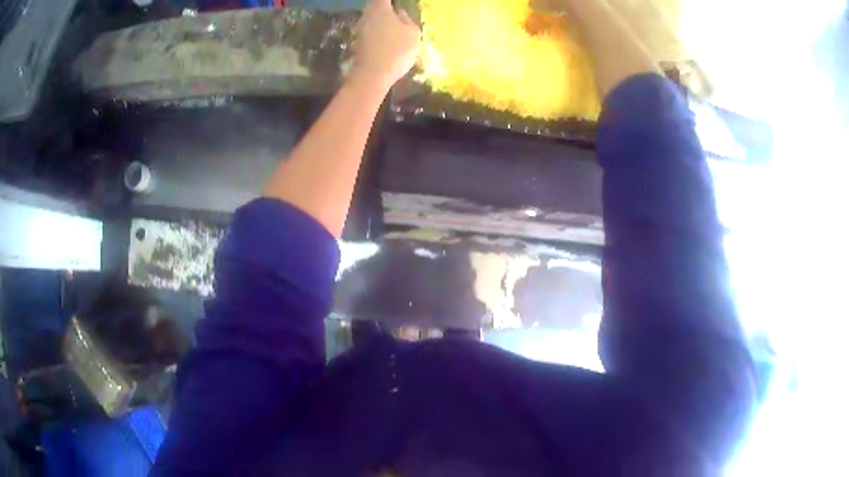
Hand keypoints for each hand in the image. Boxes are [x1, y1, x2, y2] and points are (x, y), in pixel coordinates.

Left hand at [350, 0, 420, 87]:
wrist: (372, 76)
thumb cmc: (396, 51)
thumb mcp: (413, 33)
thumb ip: (407, 20)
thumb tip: (400, 14)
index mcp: (380, 8)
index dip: (392, 0)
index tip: (398, 2)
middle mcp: (366, 15)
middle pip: (375, 5)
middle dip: (385, 7)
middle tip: (397, 11)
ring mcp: (359, 30)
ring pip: (371, 18)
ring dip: (381, 19)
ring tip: (394, 25)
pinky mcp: (358, 43)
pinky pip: (370, 31)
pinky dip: (377, 32)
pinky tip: (387, 39)